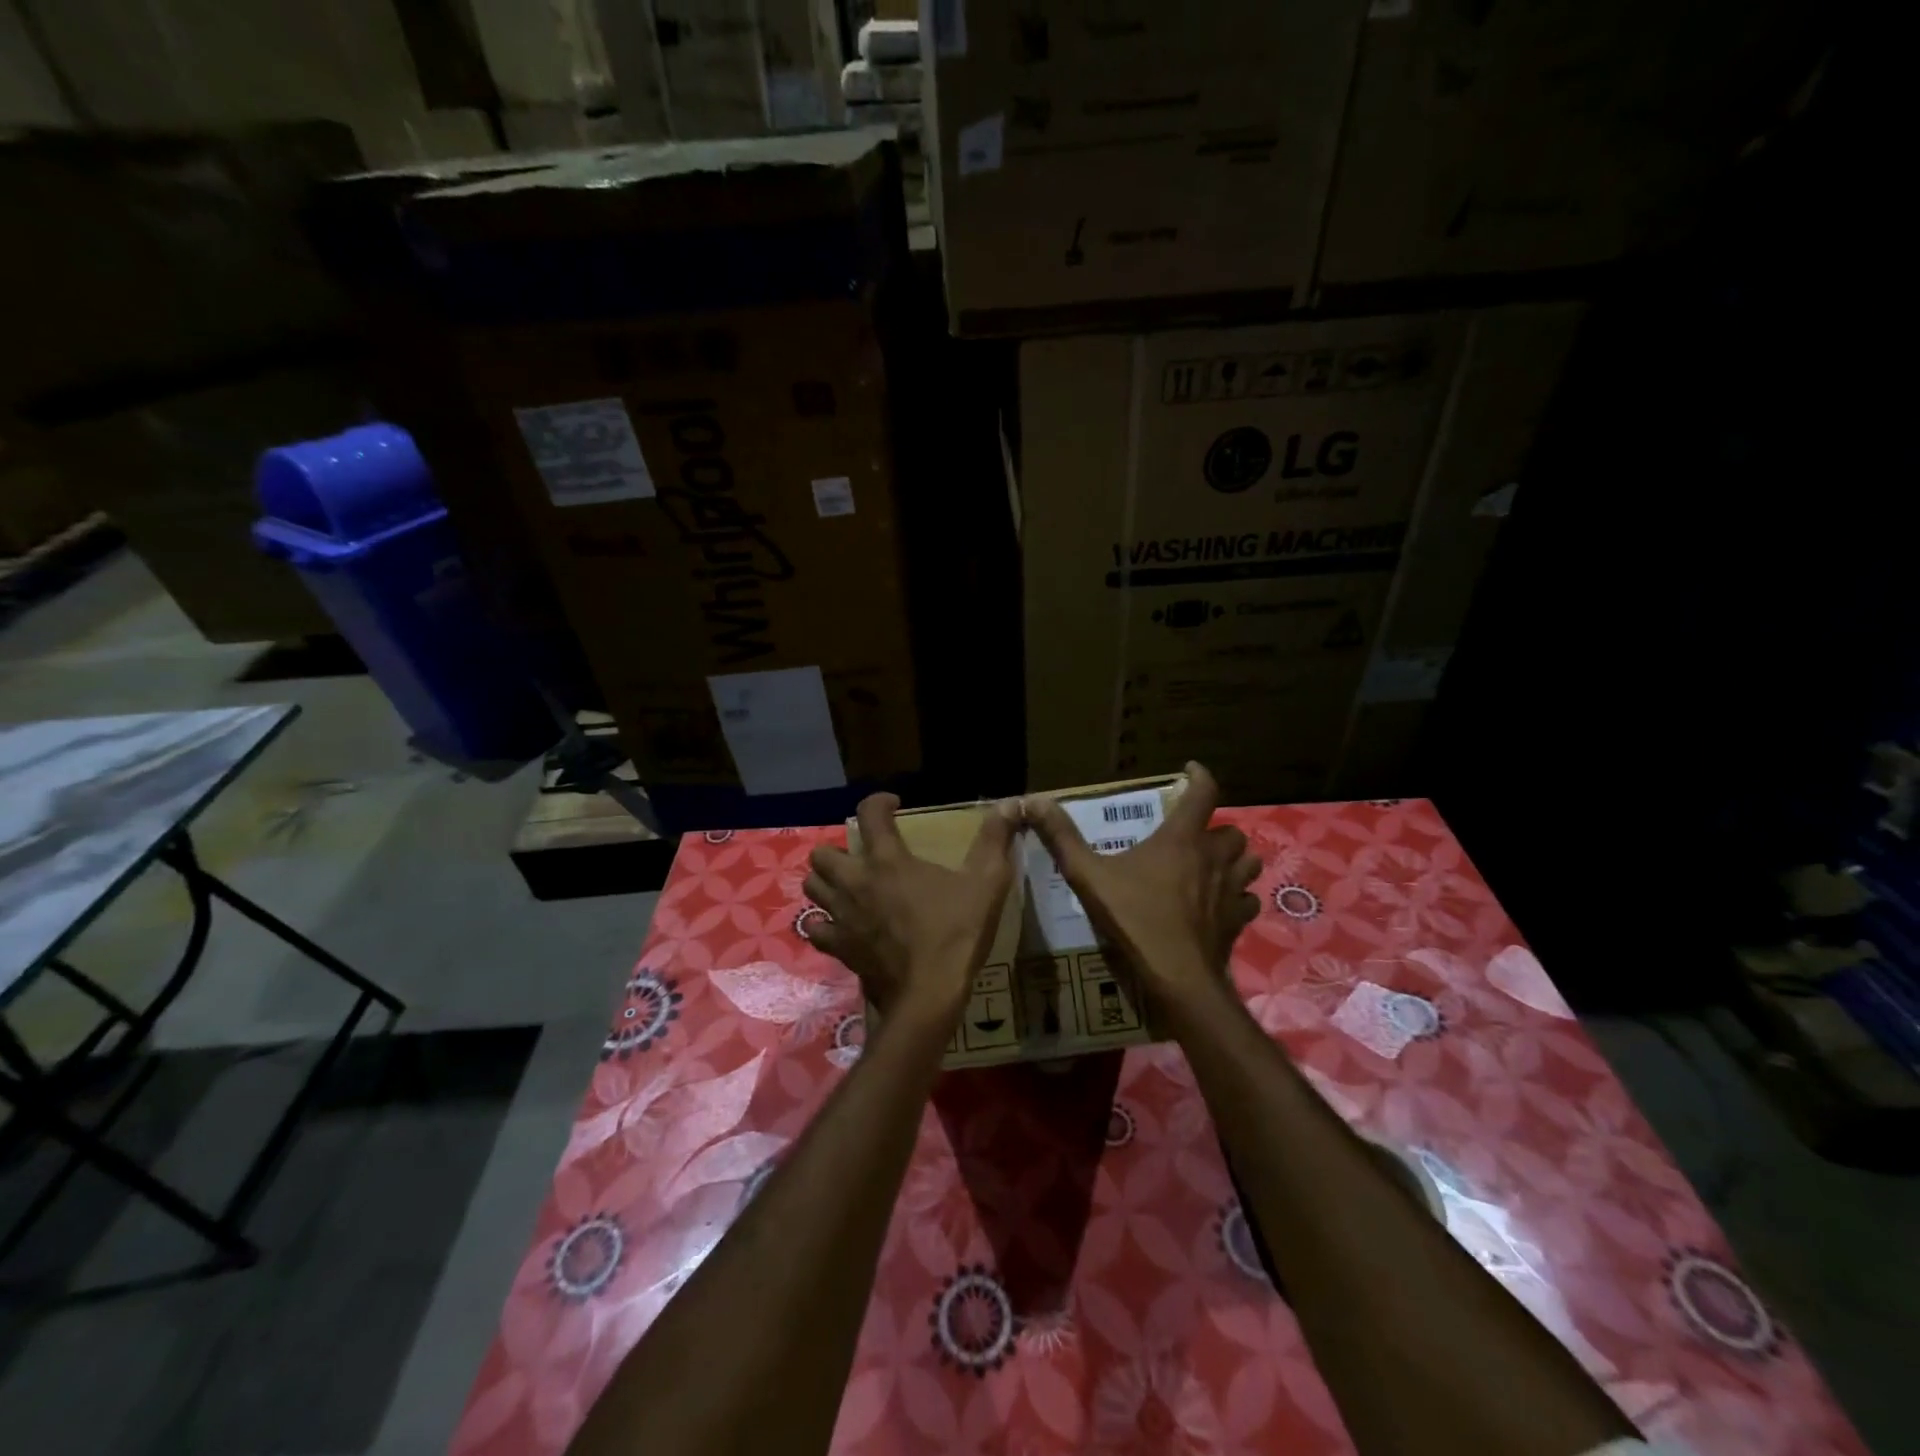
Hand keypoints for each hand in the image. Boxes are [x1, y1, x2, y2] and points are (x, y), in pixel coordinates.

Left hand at [804, 793, 1019, 1027]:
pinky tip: (841, 924)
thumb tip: (1010, 805)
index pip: (869, 813)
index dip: (878, 802)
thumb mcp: (986, 883)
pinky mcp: (838, 947)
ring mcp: (841, 916)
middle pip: (824, 853)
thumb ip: (995, 840)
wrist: (929, 995)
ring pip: (813, 886)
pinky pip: (815, 927)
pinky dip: (822, 922)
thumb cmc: (956, 933)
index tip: (894, 806)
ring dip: (827, 882)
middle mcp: (855, 881)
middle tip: (864, 858)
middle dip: (839, 849)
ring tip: (850, 887)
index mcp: (887, 860)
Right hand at [1021, 763, 1259, 1018]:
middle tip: (1194, 836)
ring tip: (1213, 866)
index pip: (1204, 793)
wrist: (1177, 976)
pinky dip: (1239, 897)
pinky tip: (1221, 905)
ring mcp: (1231, 891)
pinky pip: (1248, 900)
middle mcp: (1213, 858)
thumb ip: (1062, 838)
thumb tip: (1034, 801)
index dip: (1200, 776)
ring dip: (1234, 860)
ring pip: (1248, 863)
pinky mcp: (1238, 921)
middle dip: (1216, 830)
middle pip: (1231, 832)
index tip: (1190, 771)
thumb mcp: (1088, 876)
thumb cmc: (1134, 918)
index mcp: (1181, 839)